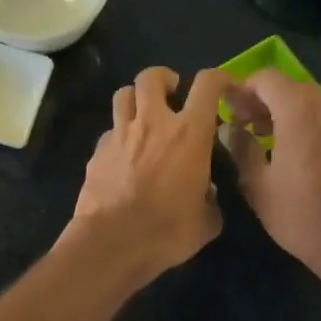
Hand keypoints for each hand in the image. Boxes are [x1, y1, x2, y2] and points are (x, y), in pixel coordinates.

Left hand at [63, 66, 228, 286]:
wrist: (112, 243)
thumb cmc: (167, 231)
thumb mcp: (206, 222)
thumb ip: (211, 201)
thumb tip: (206, 194)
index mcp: (189, 133)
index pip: (207, 84)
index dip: (218, 78)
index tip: (223, 88)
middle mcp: (153, 123)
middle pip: (152, 77)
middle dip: (164, 79)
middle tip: (172, 94)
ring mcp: (120, 134)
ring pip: (123, 94)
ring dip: (135, 99)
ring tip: (143, 116)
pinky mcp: (96, 152)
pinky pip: (109, 132)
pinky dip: (118, 136)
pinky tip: (123, 156)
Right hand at [224, 70, 320, 282]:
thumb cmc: (300, 213)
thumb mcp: (258, 184)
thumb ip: (241, 148)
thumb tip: (230, 129)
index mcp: (298, 106)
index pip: (263, 78)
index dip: (241, 90)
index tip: (227, 110)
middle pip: (287, 87)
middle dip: (262, 102)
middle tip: (241, 126)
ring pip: (308, 101)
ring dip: (284, 112)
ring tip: (264, 138)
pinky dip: (306, 123)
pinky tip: (293, 149)